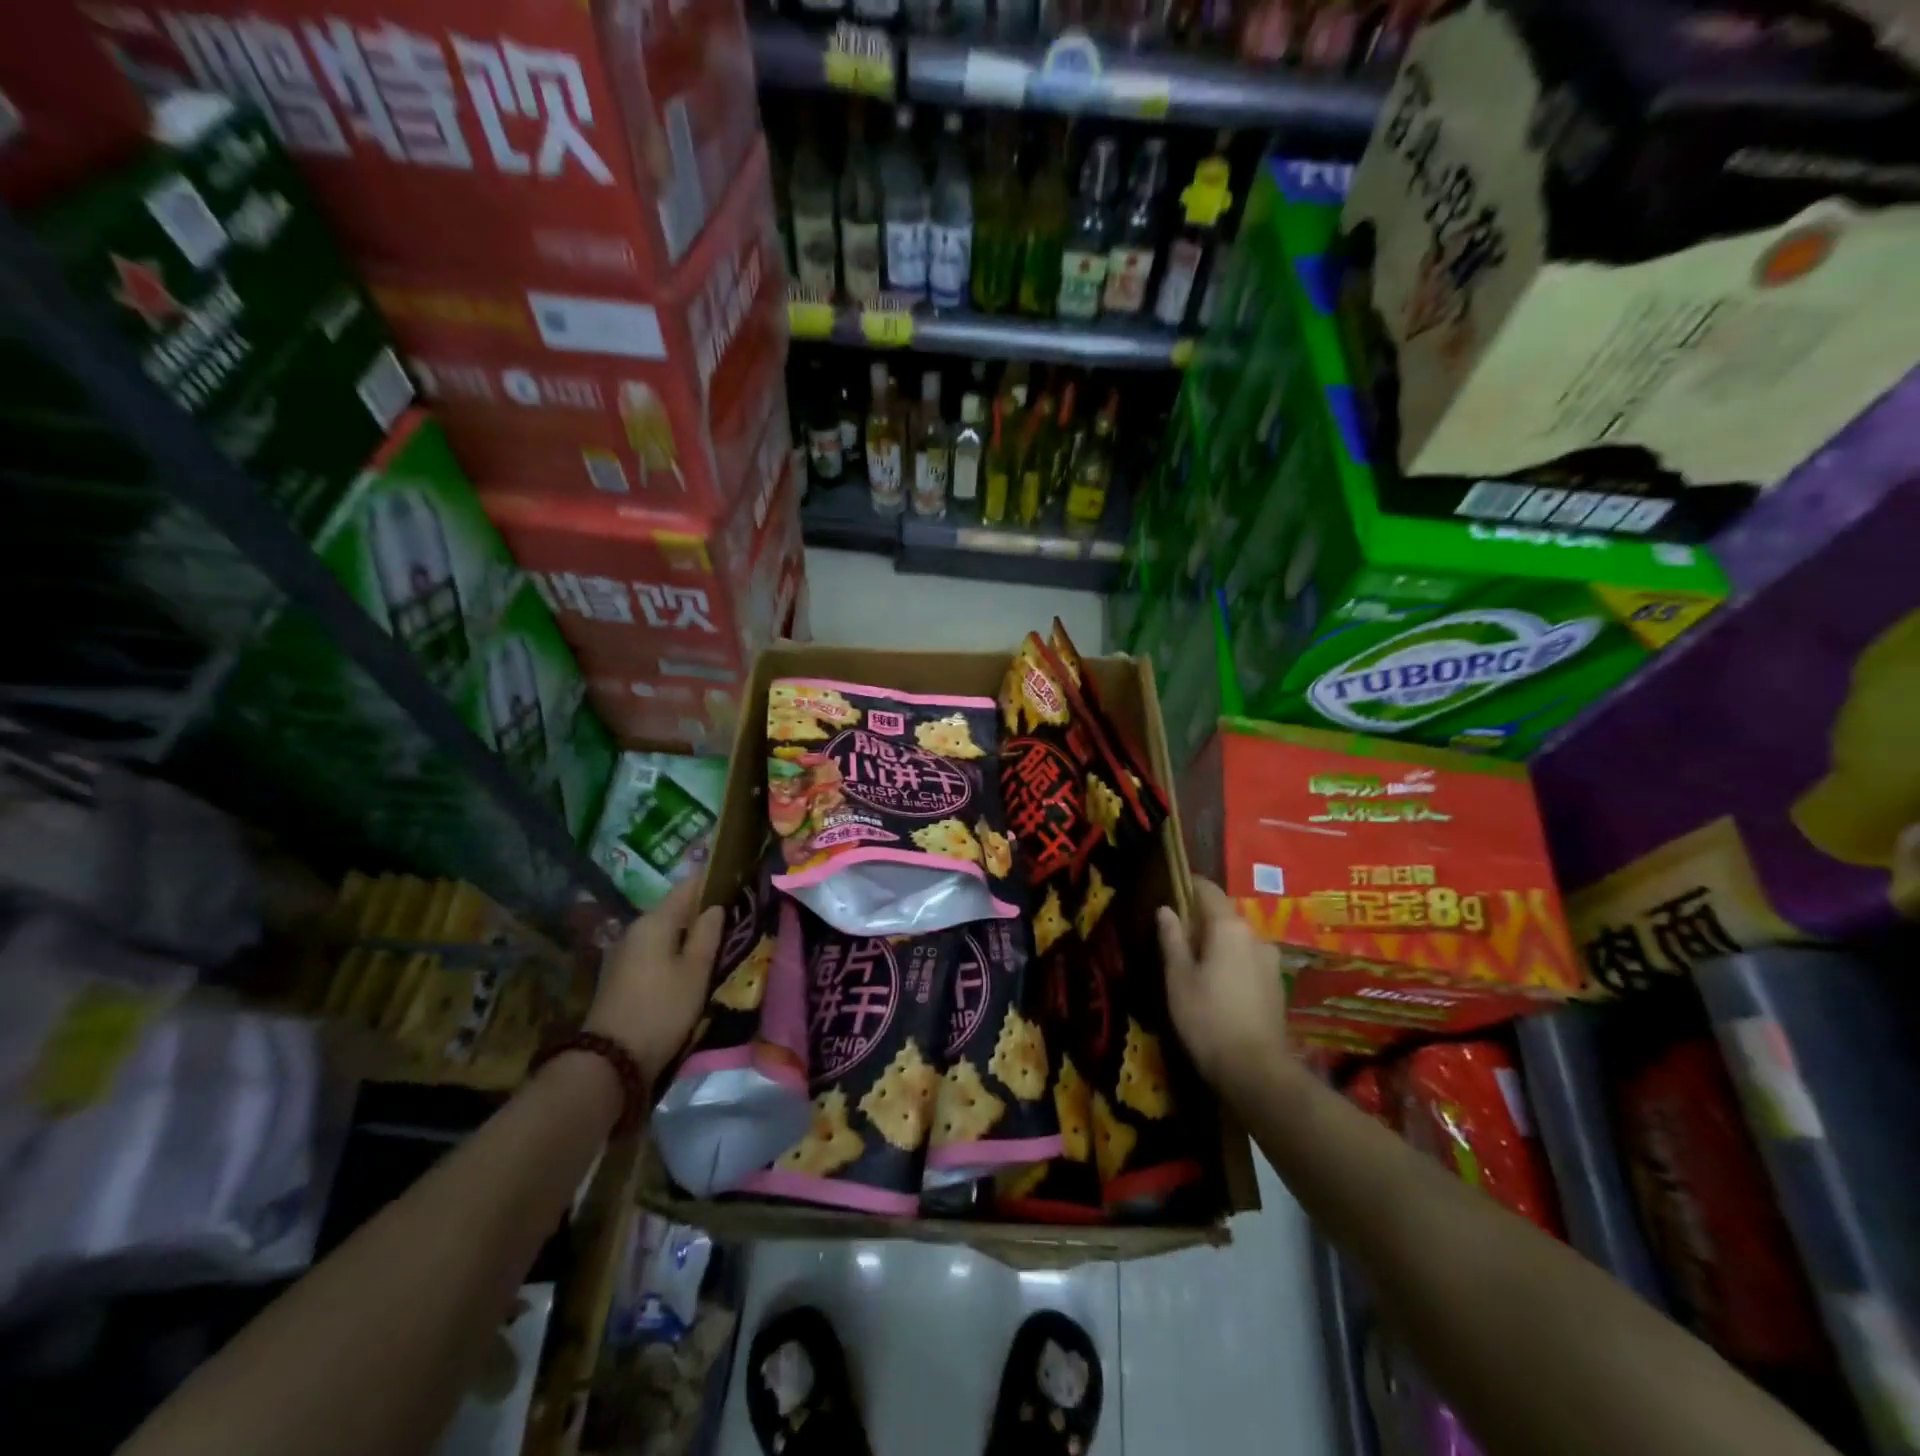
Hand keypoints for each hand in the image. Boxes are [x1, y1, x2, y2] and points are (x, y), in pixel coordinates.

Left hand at [584, 878, 724, 1090]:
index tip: (734, 879)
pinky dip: (672, 949)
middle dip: (700, 909)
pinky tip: (688, 962)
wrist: (611, 1059)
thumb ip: (707, 934)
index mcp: (655, 921)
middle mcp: (635, 929)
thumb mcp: (695, 971)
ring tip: (714, 940)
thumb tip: (715, 907)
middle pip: (674, 908)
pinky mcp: (621, 974)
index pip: (687, 886)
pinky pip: (653, 949)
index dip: (711, 880)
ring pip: (663, 930)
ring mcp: (624, 952)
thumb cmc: (662, 1008)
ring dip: (686, 932)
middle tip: (731, 915)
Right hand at [1158, 877, 1289, 1099]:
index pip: (1208, 889)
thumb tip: (1166, 909)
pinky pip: (1248, 960)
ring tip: (1194, 964)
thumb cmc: (1207, 1018)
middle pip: (1223, 915)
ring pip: (1237, 939)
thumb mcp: (1178, 977)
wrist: (1255, 1071)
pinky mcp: (1276, 985)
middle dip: (1200, 920)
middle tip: (1175, 936)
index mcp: (1229, 927)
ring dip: (1217, 944)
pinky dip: (1231, 962)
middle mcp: (1255, 936)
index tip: (1170, 889)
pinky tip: (1217, 985)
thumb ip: (1172, 938)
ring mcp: (1270, 961)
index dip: (1188, 885)